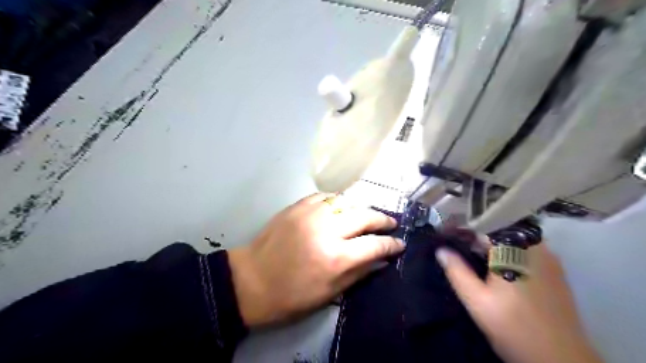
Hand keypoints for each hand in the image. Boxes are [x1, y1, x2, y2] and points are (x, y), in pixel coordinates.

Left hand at [226, 194, 402, 327]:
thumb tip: (381, 260)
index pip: (374, 245)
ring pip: (347, 201)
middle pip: (364, 216)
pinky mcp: (297, 206)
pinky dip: (337, 201)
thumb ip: (359, 273)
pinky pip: (325, 196)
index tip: (400, 243)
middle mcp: (327, 230)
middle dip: (382, 220)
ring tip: (367, 215)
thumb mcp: (329, 293)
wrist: (251, 280)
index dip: (391, 244)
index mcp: (336, 258)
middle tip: (391, 223)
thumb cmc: (290, 295)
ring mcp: (311, 213)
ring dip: (361, 208)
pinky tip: (341, 207)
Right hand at [437, 240, 602, 360]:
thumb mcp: (477, 300)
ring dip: (492, 242)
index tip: (447, 232)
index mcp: (514, 251)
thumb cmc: (513, 327)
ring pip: (514, 239)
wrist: (560, 359)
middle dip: (477, 234)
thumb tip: (441, 250)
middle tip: (457, 244)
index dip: (463, 226)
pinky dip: (508, 251)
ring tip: (472, 253)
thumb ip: (457, 272)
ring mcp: (549, 259)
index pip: (484, 225)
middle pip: (500, 230)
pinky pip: (526, 250)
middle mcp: (535, 248)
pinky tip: (497, 266)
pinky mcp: (555, 271)